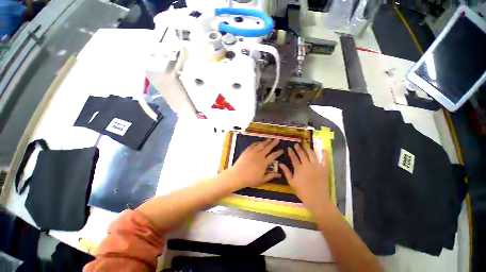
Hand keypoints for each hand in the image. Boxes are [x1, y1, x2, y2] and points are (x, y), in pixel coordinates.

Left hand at [227, 138, 283, 188]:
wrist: (237, 175)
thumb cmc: (250, 179)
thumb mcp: (262, 180)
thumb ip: (271, 176)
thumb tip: (279, 174)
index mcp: (264, 163)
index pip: (273, 156)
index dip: (278, 152)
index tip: (282, 150)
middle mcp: (259, 155)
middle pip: (268, 148)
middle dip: (273, 143)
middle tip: (277, 140)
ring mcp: (252, 152)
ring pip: (261, 145)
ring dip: (266, 142)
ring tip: (269, 139)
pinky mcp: (247, 151)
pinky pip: (253, 145)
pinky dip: (257, 143)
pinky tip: (258, 142)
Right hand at [280, 144, 330, 211]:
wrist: (317, 199)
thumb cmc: (302, 191)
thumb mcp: (291, 182)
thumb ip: (286, 172)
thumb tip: (280, 164)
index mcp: (299, 168)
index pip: (294, 158)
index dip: (291, 152)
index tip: (289, 148)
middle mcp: (307, 165)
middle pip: (302, 154)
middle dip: (298, 148)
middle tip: (296, 144)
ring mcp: (316, 166)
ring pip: (312, 154)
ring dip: (308, 149)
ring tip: (305, 144)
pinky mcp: (324, 169)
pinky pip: (325, 160)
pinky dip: (324, 154)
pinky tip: (323, 149)